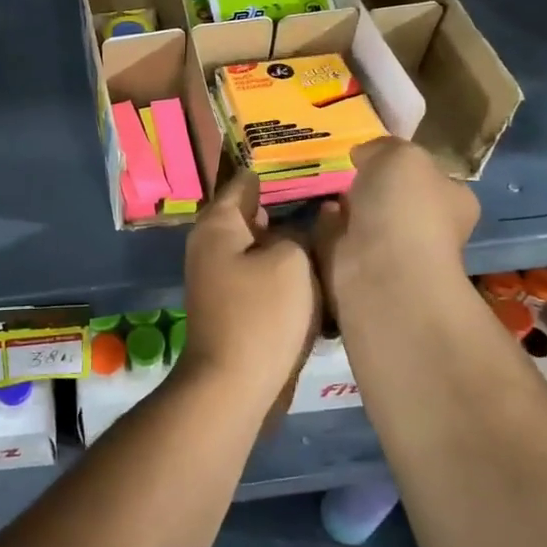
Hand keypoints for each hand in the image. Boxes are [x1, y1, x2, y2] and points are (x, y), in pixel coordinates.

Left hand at [180, 171, 321, 420]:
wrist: (234, 387)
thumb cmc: (261, 313)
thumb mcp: (291, 261)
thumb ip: (300, 232)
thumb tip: (302, 225)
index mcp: (218, 224)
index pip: (245, 181)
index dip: (276, 169)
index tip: (308, 159)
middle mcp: (213, 245)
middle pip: (255, 215)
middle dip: (290, 207)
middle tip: (332, 195)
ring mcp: (222, 279)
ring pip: (263, 249)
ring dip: (292, 243)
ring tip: (333, 231)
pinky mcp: (236, 308)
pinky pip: (265, 278)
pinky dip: (288, 274)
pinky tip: (320, 273)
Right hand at [313, 138, 480, 317]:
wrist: (381, 271)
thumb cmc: (405, 207)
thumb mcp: (401, 154)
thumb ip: (383, 146)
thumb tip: (365, 155)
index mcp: (452, 201)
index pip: (433, 177)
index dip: (406, 163)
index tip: (375, 152)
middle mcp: (426, 228)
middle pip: (395, 198)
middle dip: (369, 185)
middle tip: (344, 166)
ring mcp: (390, 252)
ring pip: (364, 219)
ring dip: (344, 205)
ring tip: (322, 181)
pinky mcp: (356, 268)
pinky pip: (337, 238)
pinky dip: (325, 225)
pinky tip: (315, 208)